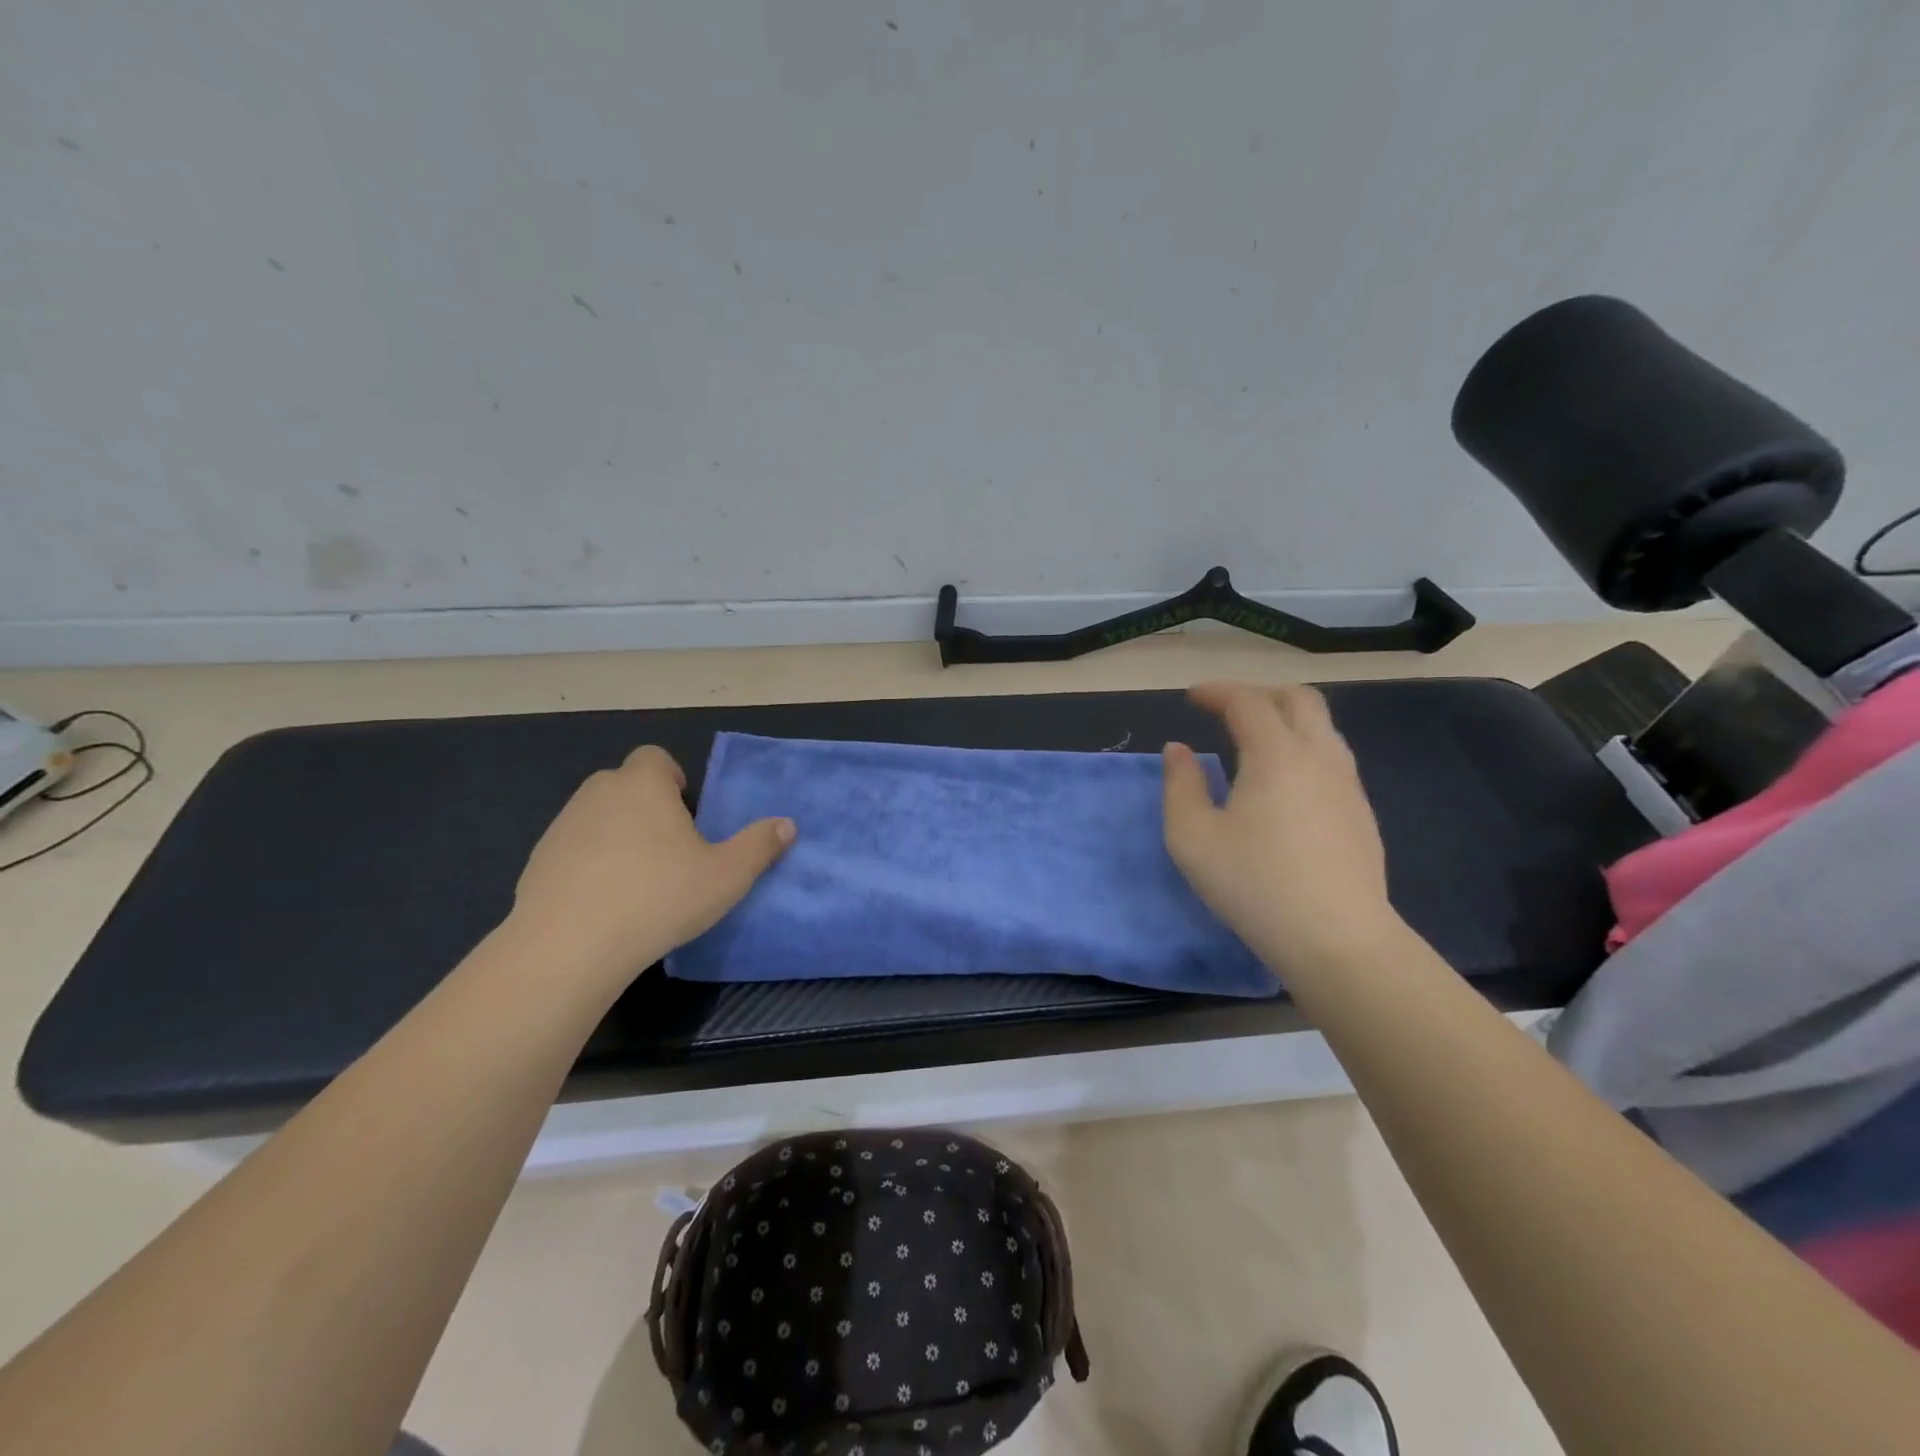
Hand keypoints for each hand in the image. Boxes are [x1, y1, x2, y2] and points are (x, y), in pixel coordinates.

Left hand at [510, 746, 793, 985]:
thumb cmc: (658, 897)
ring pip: (598, 818)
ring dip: (618, 836)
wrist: (568, 947)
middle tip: (672, 851)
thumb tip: (786, 825)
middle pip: (626, 785)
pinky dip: (590, 865)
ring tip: (639, 881)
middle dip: (648, 807)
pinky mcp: (537, 861)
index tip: (688, 816)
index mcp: (643, 785)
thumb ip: (759, 846)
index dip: (673, 779)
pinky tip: (605, 904)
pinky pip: (574, 851)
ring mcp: (561, 826)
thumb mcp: (726, 876)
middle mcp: (598, 793)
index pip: (655, 757)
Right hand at [1162, 682, 1399, 973]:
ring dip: (1286, 720)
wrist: (1337, 939)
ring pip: (1322, 727)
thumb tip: (1178, 750)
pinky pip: (1332, 757)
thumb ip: (1180, 785)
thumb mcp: (1192, 837)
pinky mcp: (1362, 812)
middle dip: (1259, 694)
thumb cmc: (1254, 884)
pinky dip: (1303, 748)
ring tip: (1254, 743)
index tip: (1192, 697)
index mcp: (1277, 754)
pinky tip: (1284, 784)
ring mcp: (1348, 784)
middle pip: (1299, 699)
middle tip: (1227, 711)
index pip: (1248, 701)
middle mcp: (1319, 756)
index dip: (1217, 692)